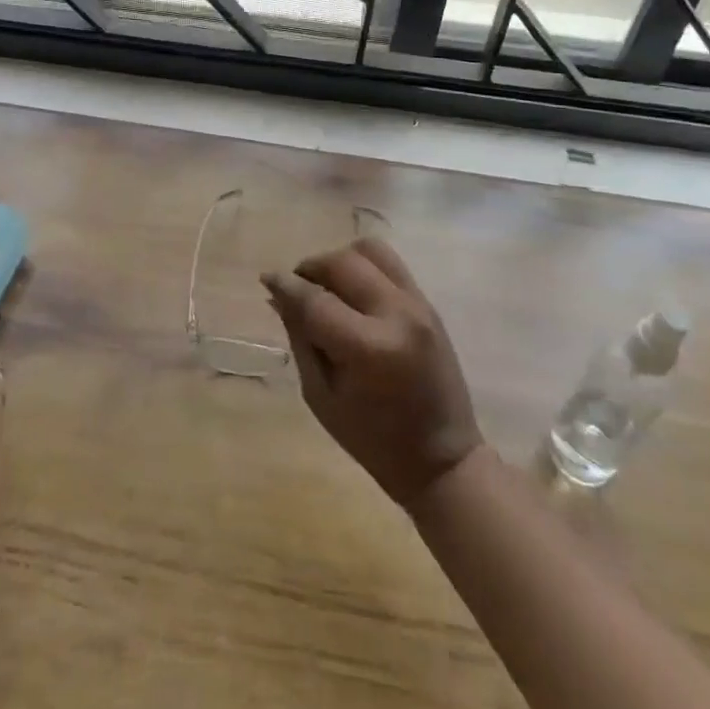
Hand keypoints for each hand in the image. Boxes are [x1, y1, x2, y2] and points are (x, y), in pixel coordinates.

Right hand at [262, 237, 482, 508]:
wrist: (443, 458)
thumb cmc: (373, 440)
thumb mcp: (321, 396)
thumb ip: (301, 338)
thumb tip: (279, 295)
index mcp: (368, 349)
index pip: (315, 300)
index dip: (285, 285)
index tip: (266, 278)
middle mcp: (396, 315)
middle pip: (342, 263)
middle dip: (310, 268)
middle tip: (296, 288)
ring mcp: (418, 304)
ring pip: (369, 250)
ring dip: (340, 260)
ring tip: (327, 285)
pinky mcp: (428, 303)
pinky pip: (390, 263)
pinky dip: (364, 266)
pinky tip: (352, 290)